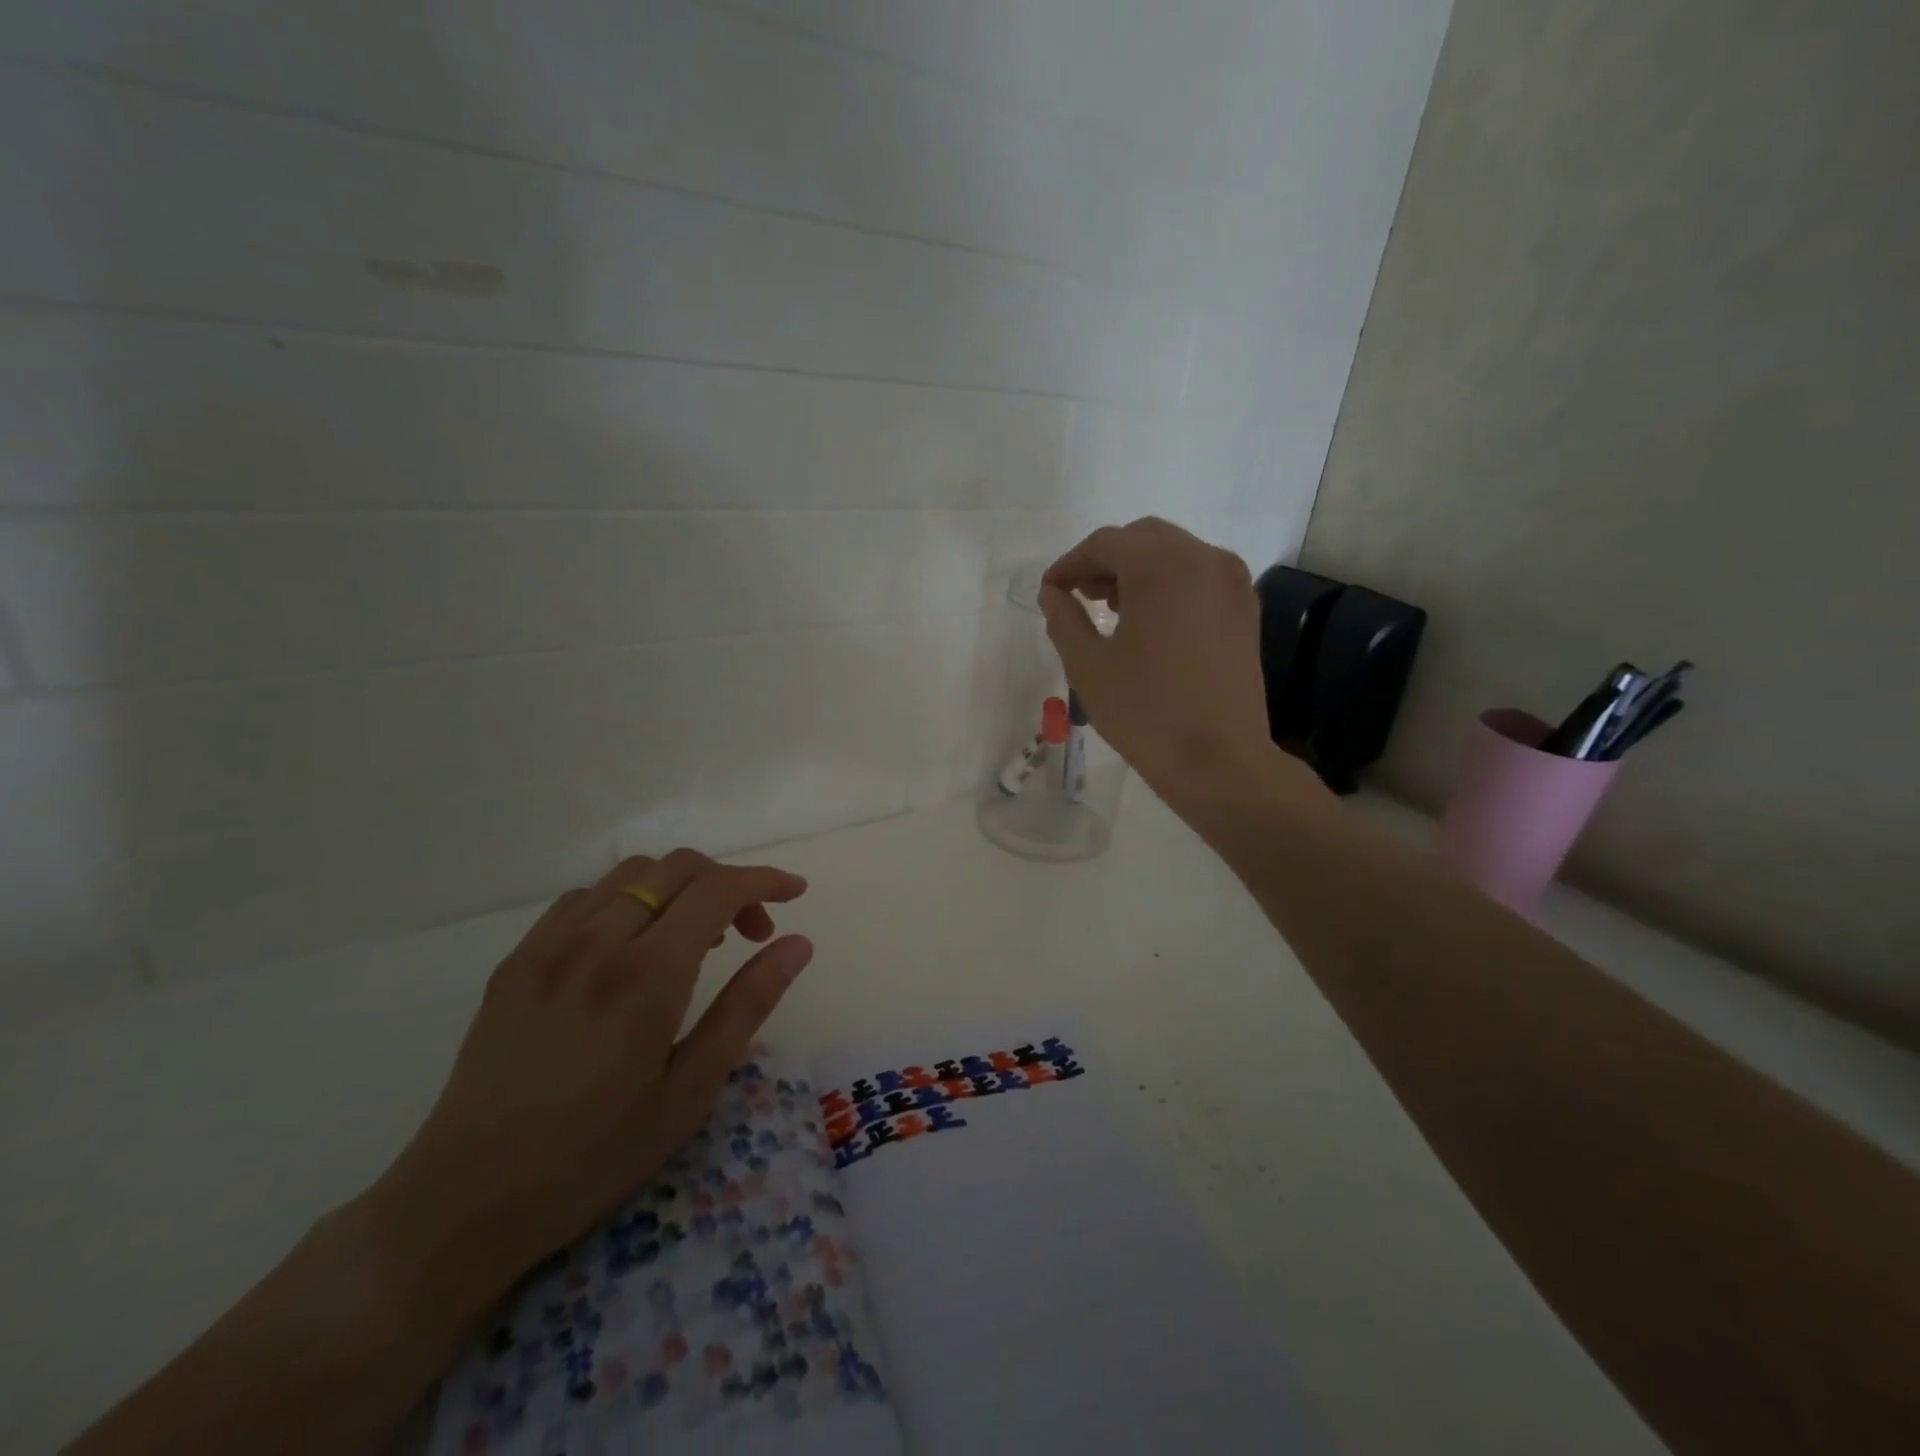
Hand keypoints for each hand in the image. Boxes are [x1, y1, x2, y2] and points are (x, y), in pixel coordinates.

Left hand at [361, 849, 813, 1320]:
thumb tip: (797, 944)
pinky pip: (584, 898)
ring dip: (678, 887)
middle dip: (728, 882)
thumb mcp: (691, 1090)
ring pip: (630, 873)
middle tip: (749, 933)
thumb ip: (747, 1005)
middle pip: (677, 866)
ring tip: (692, 940)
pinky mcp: (517, 960)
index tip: (795, 892)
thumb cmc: (596, 1155)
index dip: (764, 881)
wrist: (464, 1202)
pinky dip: (627, 900)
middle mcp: (597, 941)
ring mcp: (548, 945)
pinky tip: (629, 947)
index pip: (718, 889)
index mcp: (646, 975)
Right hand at [1040, 518, 1274, 803]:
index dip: (1070, 563)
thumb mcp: (1088, 666)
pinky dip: (1169, 583)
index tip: (1050, 591)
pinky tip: (1151, 620)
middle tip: (1079, 595)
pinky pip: (1199, 576)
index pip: (1105, 543)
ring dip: (1138, 569)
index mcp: (1160, 566)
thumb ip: (1064, 620)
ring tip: (1111, 608)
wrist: (1219, 759)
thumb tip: (1052, 594)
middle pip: (1143, 539)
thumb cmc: (1145, 712)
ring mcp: (1231, 582)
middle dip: (1105, 560)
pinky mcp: (1245, 608)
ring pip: (1175, 553)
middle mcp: (1202, 558)